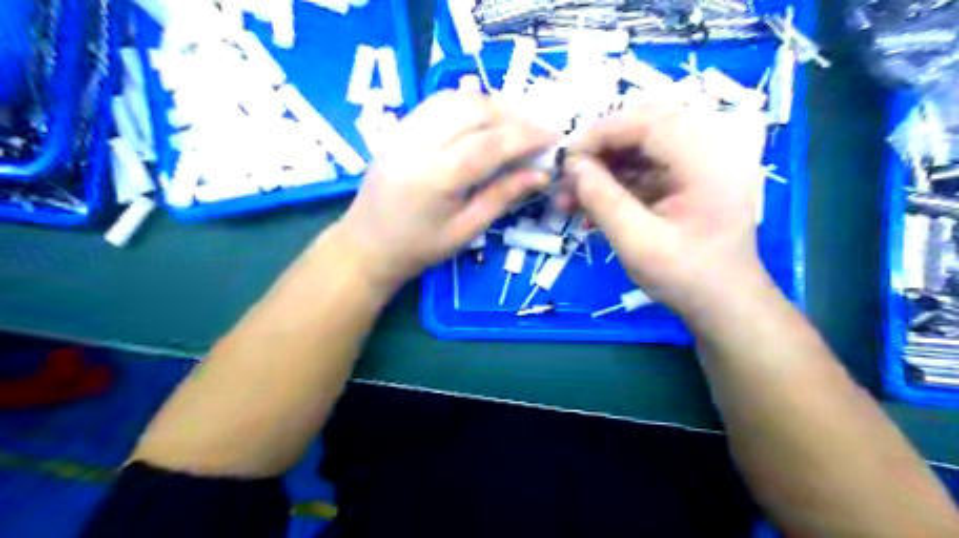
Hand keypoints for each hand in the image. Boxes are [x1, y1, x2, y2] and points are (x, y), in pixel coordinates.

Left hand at [339, 90, 558, 292]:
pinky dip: (466, 104)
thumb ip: (502, 196)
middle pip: (474, 111)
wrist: (366, 245)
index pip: (490, 143)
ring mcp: (402, 132)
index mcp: (436, 177)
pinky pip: (437, 103)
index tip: (555, 135)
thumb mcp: (466, 230)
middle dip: (513, 115)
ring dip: (491, 105)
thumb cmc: (419, 248)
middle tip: (537, 130)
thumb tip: (541, 173)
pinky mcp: (397, 129)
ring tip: (514, 123)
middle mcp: (417, 145)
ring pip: (455, 99)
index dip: (527, 136)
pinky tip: (483, 118)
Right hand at [563, 98, 768, 316]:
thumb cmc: (686, 277)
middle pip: (645, 126)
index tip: (567, 159)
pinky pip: (646, 166)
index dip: (602, 133)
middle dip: (601, 149)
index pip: (649, 123)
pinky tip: (592, 203)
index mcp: (709, 161)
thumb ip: (603, 200)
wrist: (724, 302)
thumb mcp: (638, 243)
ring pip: (642, 146)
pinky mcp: (689, 177)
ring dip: (605, 167)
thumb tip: (572, 166)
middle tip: (570, 175)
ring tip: (572, 195)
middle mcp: (711, 149)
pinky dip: (617, 181)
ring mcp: (701, 162)